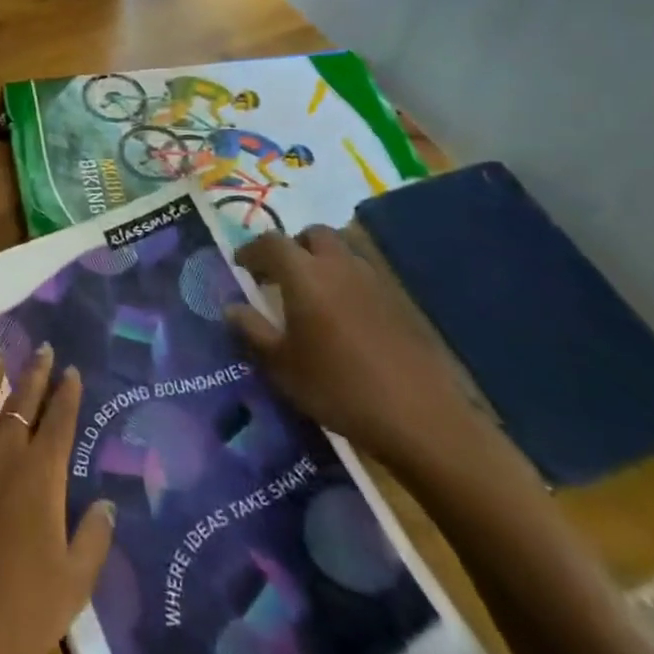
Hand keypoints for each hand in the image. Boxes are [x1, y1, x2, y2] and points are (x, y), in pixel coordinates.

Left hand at [0, 347, 114, 653]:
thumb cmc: (18, 615)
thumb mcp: (73, 585)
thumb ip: (94, 538)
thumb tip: (107, 501)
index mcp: (41, 475)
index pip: (60, 421)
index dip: (68, 394)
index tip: (72, 371)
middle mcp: (2, 451)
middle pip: (22, 401)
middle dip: (35, 373)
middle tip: (42, 349)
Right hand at [227, 225, 487, 472]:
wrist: (421, 419)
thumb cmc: (338, 388)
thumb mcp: (281, 366)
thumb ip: (252, 331)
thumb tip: (232, 307)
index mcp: (304, 274)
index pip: (270, 243)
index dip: (251, 250)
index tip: (240, 266)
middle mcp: (339, 266)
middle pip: (312, 234)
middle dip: (293, 246)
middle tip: (280, 275)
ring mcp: (374, 281)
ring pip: (342, 252)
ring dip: (322, 262)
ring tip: (312, 296)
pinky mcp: (400, 303)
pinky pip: (364, 277)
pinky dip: (347, 283)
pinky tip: (344, 318)